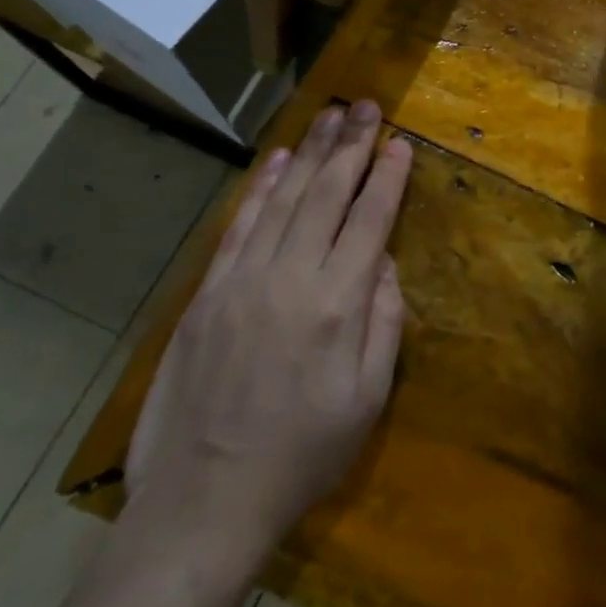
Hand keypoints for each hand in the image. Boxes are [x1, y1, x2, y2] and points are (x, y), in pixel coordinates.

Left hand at [128, 101, 412, 568]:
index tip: (402, 144)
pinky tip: (281, 160)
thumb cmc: (302, 456)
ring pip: (284, 200)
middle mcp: (291, 278)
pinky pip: (240, 225)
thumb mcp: (367, 400)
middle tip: (367, 107)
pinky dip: (263, 188)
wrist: (203, 499)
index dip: (389, 178)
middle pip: (328, 195)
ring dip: (312, 153)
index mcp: (337, 305)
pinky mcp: (208, 292)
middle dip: (352, 146)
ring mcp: (243, 280)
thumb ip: (384, 323)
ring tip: (331, 116)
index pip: (370, 221)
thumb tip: (384, 262)